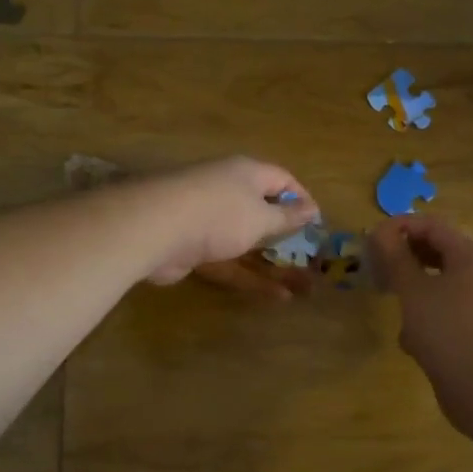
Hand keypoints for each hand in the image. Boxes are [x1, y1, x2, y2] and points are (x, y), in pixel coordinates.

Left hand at [138, 158, 319, 296]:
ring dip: (274, 264)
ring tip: (304, 288)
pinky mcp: (194, 249)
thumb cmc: (219, 214)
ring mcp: (209, 222)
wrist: (155, 229)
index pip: (282, 179)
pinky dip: (251, 278)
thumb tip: (312, 208)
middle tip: (312, 260)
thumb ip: (286, 217)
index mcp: (246, 174)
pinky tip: (276, 297)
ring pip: (247, 243)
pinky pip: (229, 263)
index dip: (302, 199)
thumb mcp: (261, 217)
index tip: (317, 224)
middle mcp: (228, 192)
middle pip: (263, 212)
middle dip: (288, 237)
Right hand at [367, 215, 472, 421]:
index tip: (370, 240)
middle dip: (405, 262)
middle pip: (439, 256)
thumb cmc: (450, 328)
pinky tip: (412, 343)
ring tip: (393, 308)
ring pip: (441, 289)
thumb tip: (381, 232)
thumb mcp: (414, 290)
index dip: (399, 228)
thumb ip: (395, 258)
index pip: (432, 227)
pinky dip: (428, 322)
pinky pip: (448, 317)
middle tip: (376, 272)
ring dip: (414, 295)